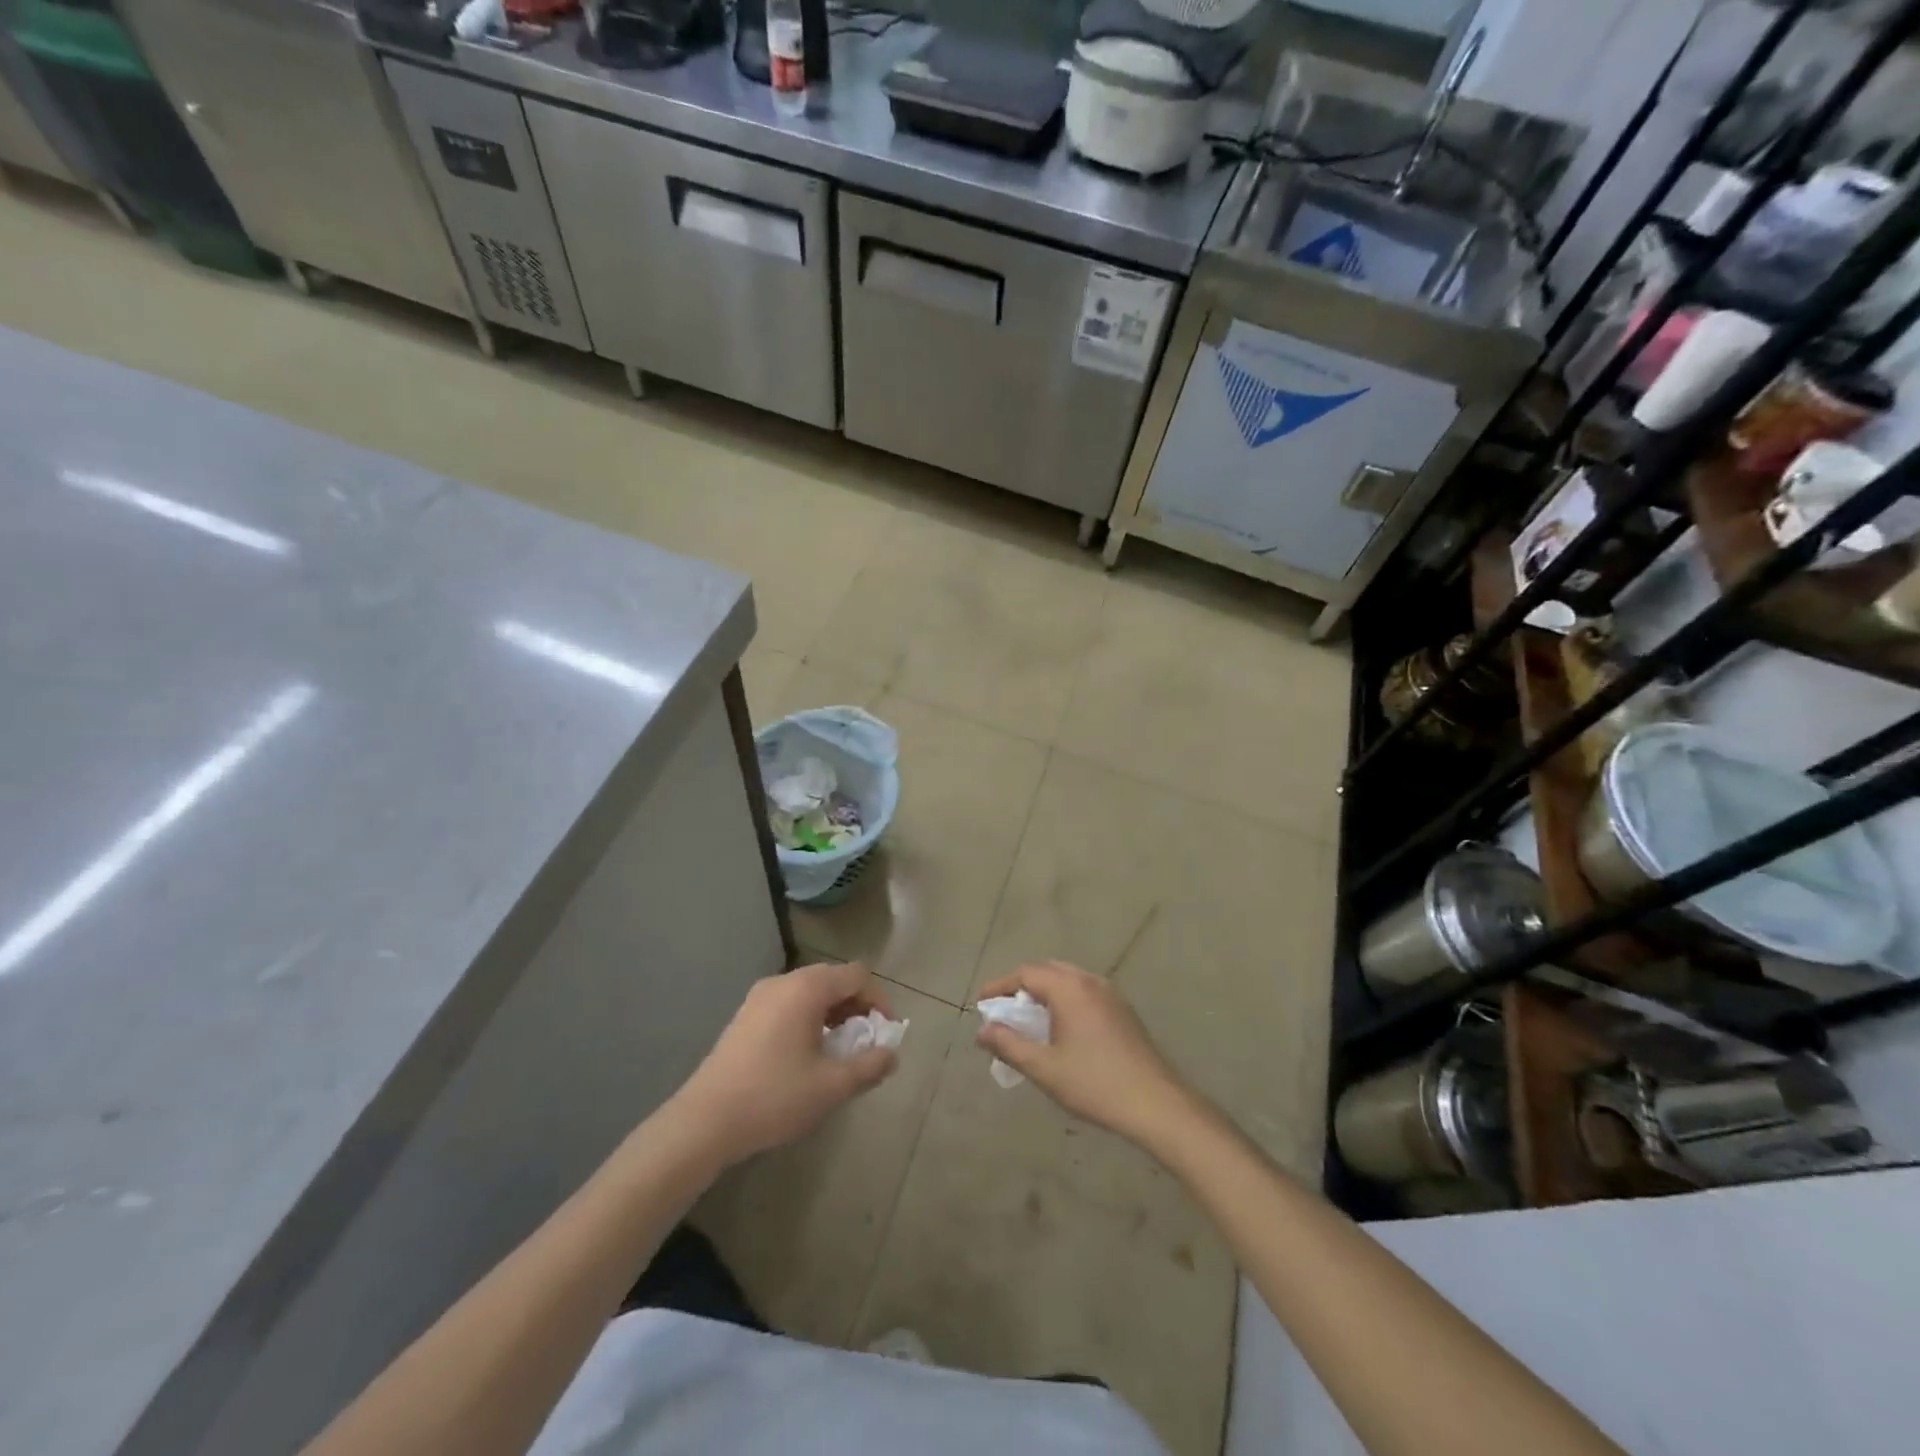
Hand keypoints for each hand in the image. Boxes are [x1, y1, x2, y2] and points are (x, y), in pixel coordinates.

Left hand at [674, 962, 897, 1163]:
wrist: (704, 1121)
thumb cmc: (774, 1097)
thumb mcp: (831, 1086)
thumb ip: (869, 1066)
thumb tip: (891, 1055)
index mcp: (806, 988)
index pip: (857, 975)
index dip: (878, 1001)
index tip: (883, 1035)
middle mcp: (783, 982)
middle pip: (833, 979)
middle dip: (856, 1007)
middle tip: (863, 1044)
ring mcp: (759, 997)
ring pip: (810, 992)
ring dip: (832, 1015)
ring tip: (837, 1053)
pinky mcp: (744, 1016)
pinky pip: (788, 1004)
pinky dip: (807, 1019)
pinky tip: (805, 1056)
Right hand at [975, 961, 1198, 1149]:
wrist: (1156, 1103)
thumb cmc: (1095, 1084)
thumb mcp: (1045, 1068)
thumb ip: (1009, 1045)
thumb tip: (982, 1031)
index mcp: (1069, 988)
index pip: (1026, 973)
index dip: (1000, 986)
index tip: (981, 1003)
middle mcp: (1090, 981)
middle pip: (1048, 971)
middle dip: (1022, 986)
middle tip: (1004, 1011)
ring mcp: (1110, 994)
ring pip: (1069, 980)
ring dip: (1045, 992)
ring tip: (1029, 1020)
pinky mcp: (1123, 1010)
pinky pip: (1085, 992)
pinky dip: (1065, 1000)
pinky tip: (1062, 1029)